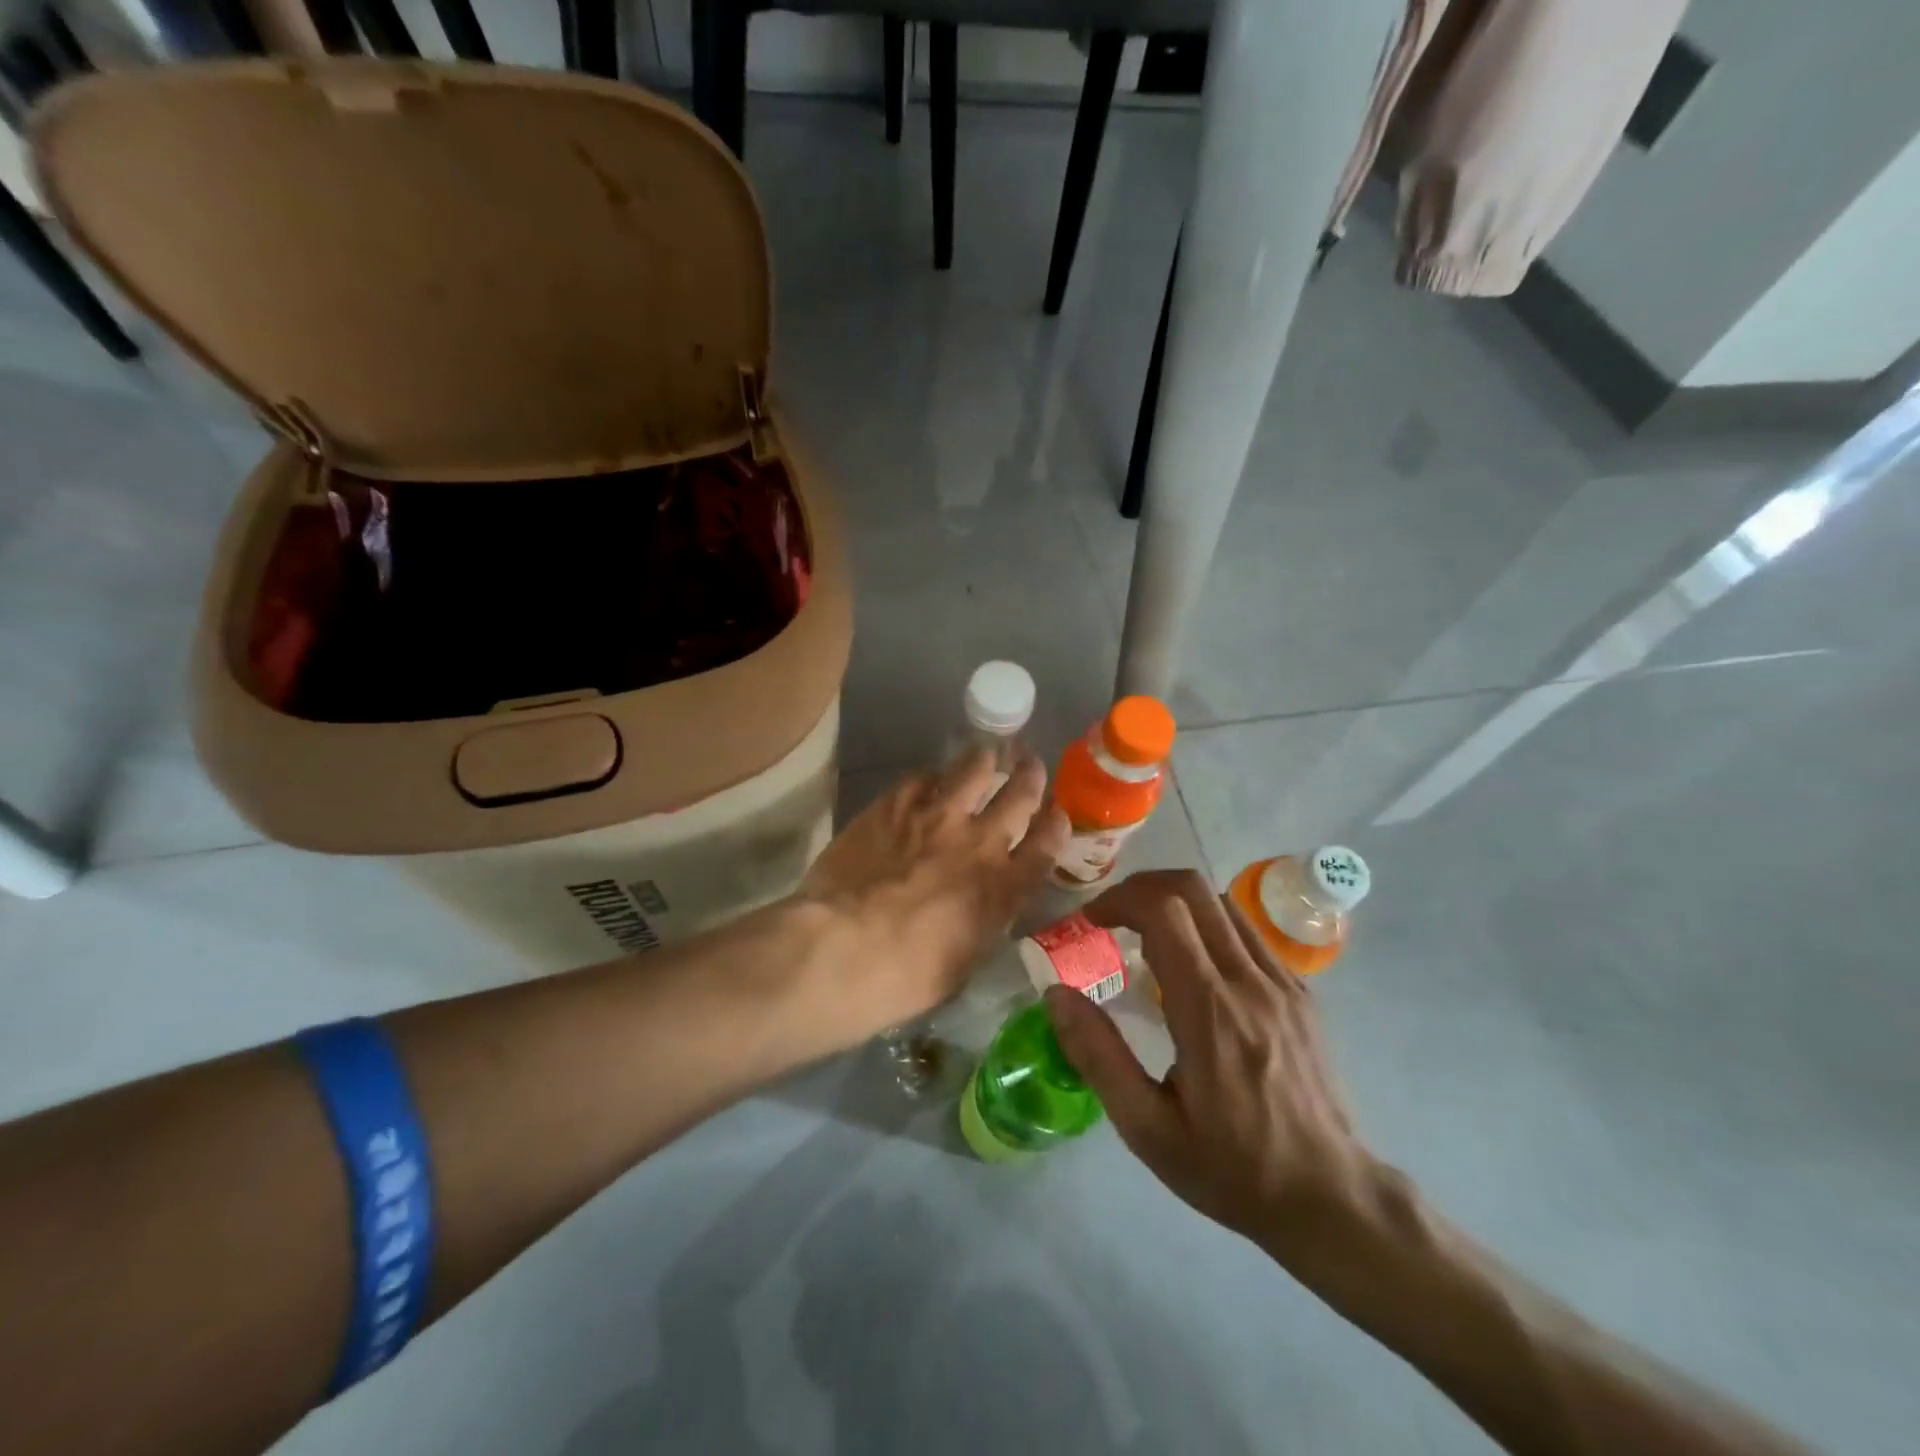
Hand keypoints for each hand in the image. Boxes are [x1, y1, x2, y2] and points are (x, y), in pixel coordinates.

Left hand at [797, 750, 1066, 1039]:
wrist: (844, 948)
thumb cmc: (906, 977)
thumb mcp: (964, 961)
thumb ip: (982, 923)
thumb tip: (982, 907)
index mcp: (1003, 887)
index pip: (1047, 844)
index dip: (1056, 824)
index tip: (1056, 813)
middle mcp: (980, 842)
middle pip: (1020, 794)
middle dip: (1030, 776)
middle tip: (1030, 765)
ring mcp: (937, 816)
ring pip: (974, 770)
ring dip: (984, 761)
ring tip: (984, 756)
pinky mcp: (895, 804)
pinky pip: (923, 776)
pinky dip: (933, 776)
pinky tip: (930, 779)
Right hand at [1045, 870, 1378, 1268]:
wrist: (1331, 1199)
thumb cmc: (1231, 1168)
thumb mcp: (1148, 1128)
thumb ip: (1099, 1056)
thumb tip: (1056, 994)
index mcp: (1209, 1010)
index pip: (1163, 910)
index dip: (1118, 899)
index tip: (1090, 922)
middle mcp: (1249, 981)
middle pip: (1193, 888)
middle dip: (1141, 888)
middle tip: (1110, 918)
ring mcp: (1282, 981)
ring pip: (1221, 902)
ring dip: (1174, 902)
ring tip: (1144, 935)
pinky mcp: (1300, 991)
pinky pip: (1245, 931)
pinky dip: (1206, 925)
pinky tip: (1191, 965)